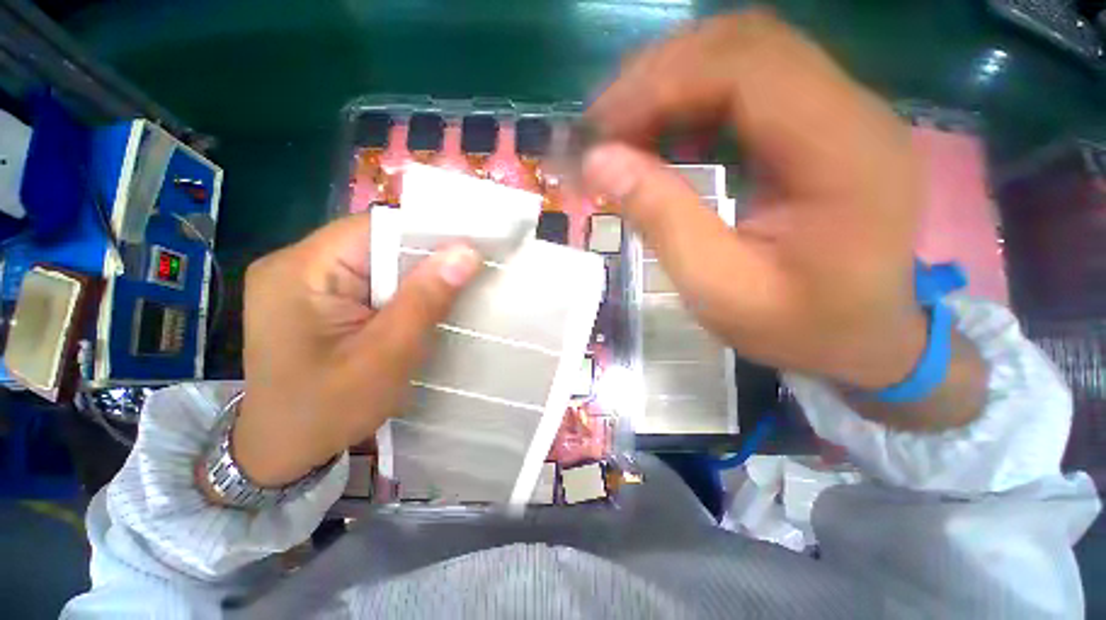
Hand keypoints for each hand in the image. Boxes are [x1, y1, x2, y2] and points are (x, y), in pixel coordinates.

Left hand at [232, 213, 480, 486]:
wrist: (282, 452)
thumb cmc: (328, 411)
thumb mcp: (386, 357)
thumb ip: (425, 300)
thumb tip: (466, 252)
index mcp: (301, 270)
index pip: (375, 228)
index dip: (426, 236)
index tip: (470, 252)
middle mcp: (296, 264)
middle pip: (375, 242)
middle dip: (422, 262)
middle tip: (464, 279)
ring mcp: (302, 280)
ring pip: (376, 261)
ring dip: (413, 278)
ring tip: (446, 295)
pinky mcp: (314, 298)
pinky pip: (369, 280)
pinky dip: (399, 291)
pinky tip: (416, 309)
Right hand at [584, 10, 928, 389]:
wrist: (862, 339)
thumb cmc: (797, 326)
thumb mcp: (719, 289)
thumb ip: (662, 219)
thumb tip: (599, 162)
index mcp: (842, 153)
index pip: (746, 67)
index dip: (659, 85)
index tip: (600, 131)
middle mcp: (853, 111)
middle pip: (744, 45)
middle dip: (658, 77)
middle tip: (604, 128)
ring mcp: (842, 111)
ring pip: (744, 56)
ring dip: (672, 85)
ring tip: (624, 131)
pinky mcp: (822, 124)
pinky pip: (751, 86)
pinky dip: (693, 102)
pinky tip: (664, 137)